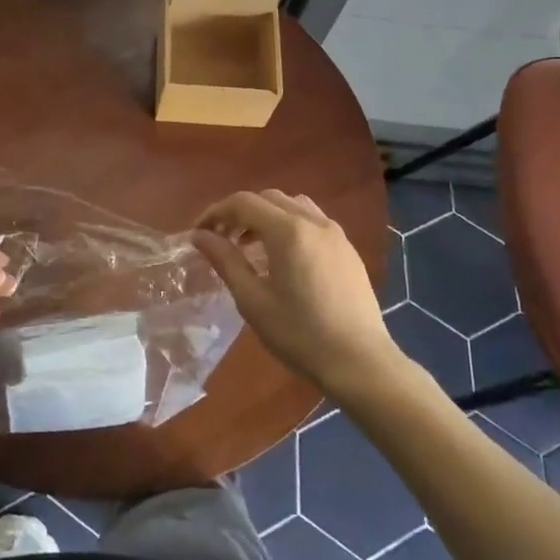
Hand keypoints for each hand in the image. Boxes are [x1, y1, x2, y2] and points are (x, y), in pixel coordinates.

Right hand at [194, 190, 401, 400]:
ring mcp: (335, 232)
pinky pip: (311, 220)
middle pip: (267, 198)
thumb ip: (225, 261)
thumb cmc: (300, 334)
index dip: (216, 213)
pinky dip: (288, 224)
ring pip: (292, 204)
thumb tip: (200, 236)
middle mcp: (314, 221)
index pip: (243, 203)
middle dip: (239, 212)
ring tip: (250, 245)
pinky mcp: (347, 248)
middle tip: (221, 239)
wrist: (360, 362)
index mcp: (288, 231)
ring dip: (265, 215)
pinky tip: (282, 256)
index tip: (199, 234)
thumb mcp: (253, 300)